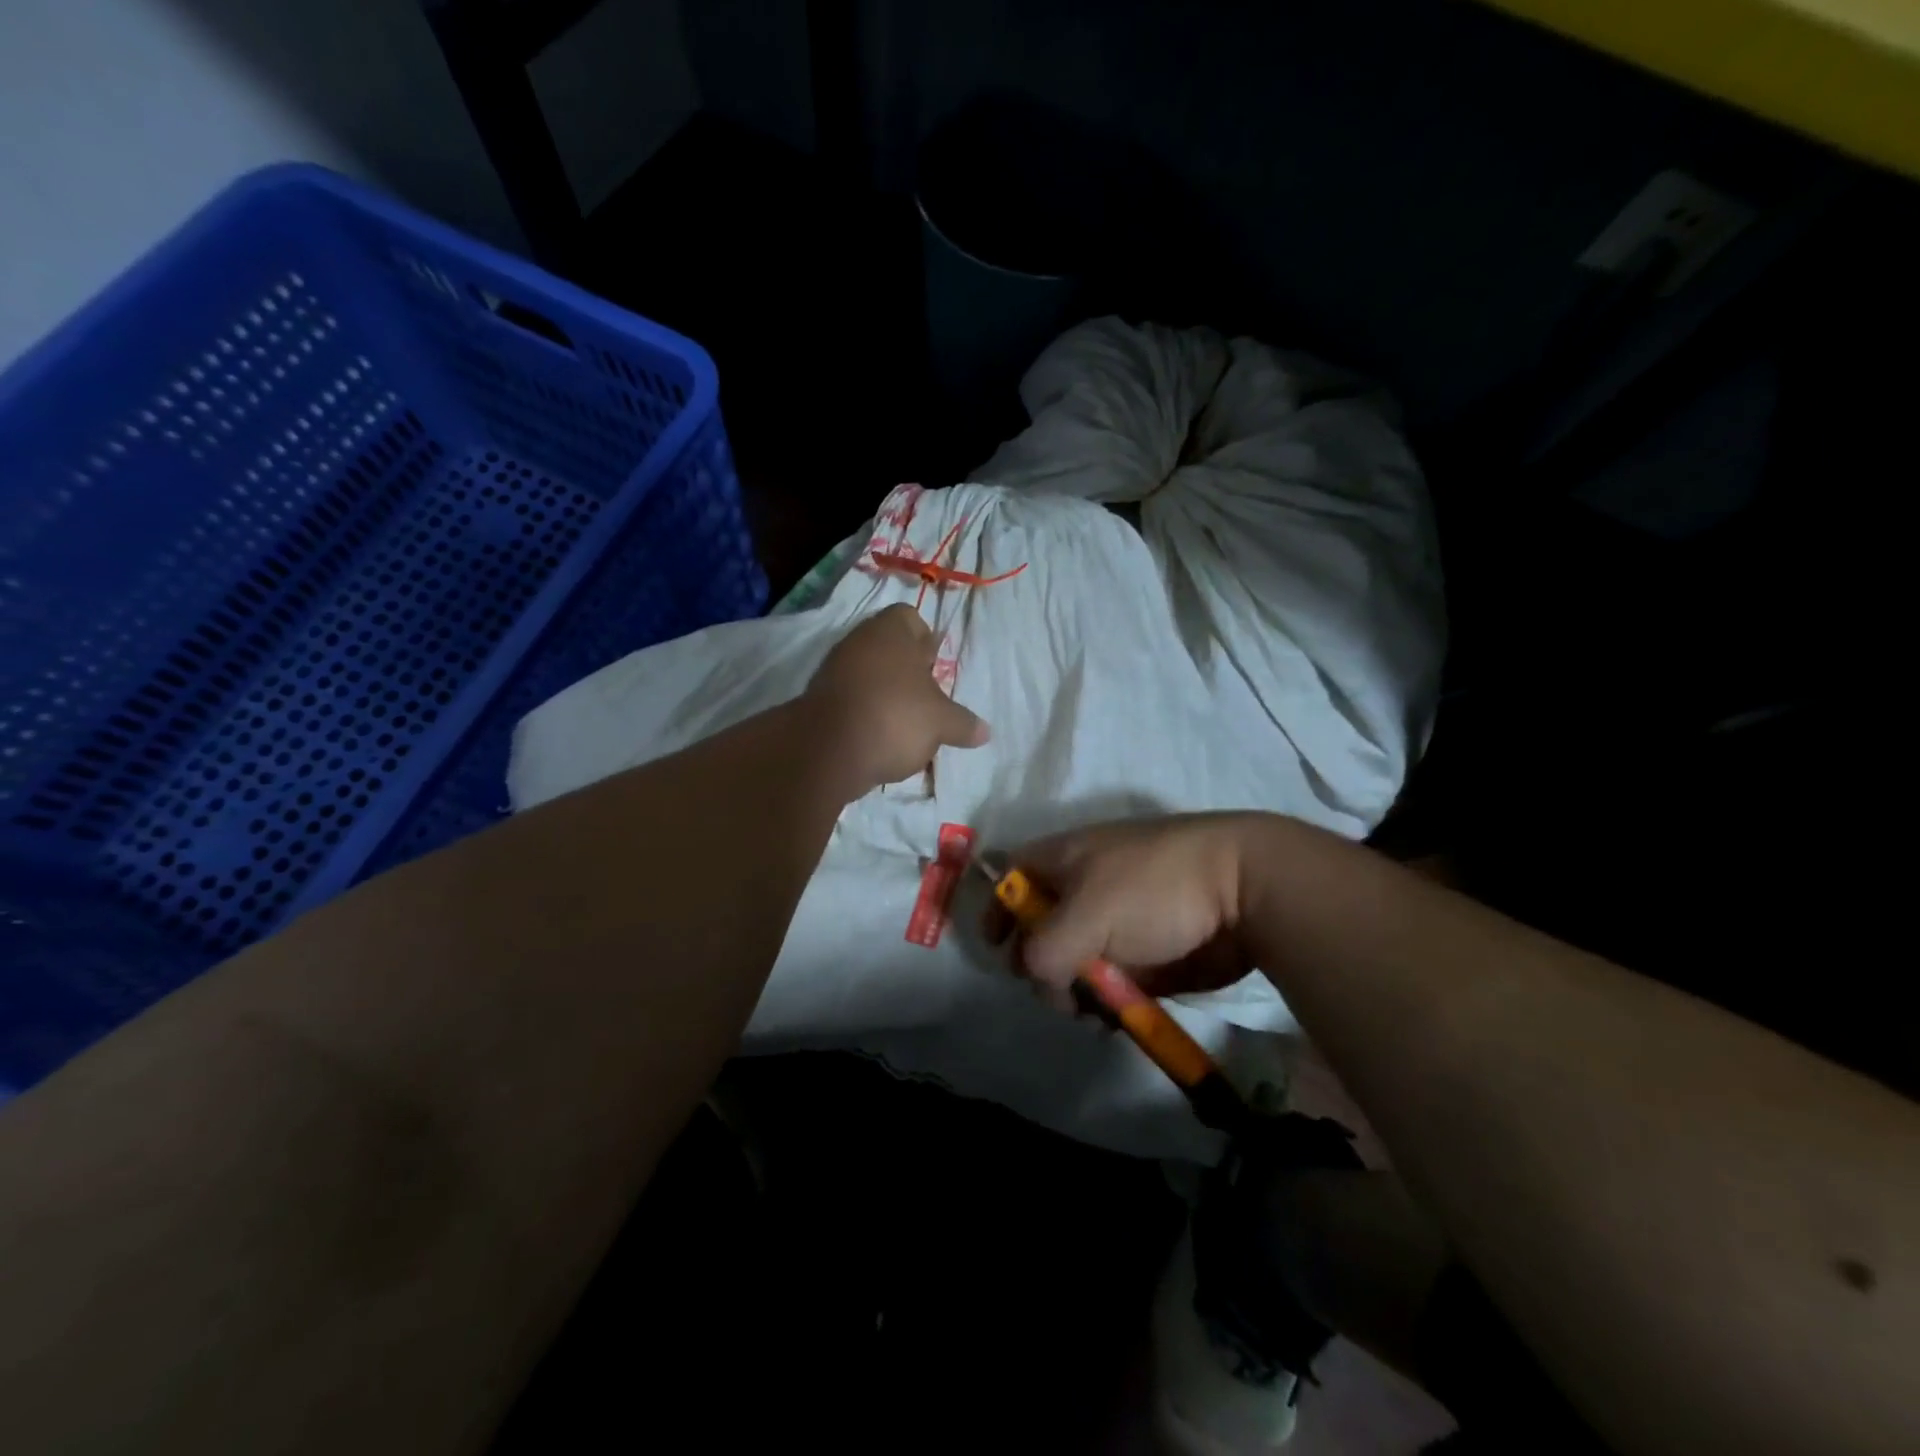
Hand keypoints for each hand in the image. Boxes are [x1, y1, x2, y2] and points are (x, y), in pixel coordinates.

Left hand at [805, 604, 988, 792]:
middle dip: (906, 670)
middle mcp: (859, 641)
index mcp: (891, 631)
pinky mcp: (819, 700)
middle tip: (925, 697)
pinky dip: (865, 713)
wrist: (828, 749)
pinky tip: (879, 737)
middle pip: (887, 647)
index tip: (934, 666)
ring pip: (867, 674)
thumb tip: (985, 732)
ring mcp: (834, 670)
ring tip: (905, 723)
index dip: (925, 639)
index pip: (909, 618)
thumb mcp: (941, 722)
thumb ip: (963, 724)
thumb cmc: (896, 716)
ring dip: (885, 693)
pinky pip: (851, 699)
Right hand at [1004, 814, 1261, 999]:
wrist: (1243, 890)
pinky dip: (1108, 1000)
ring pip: (1074, 963)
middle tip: (1059, 992)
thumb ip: (1042, 951)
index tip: (996, 947)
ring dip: (1075, 991)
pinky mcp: (1146, 952)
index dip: (998, 907)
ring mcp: (1117, 921)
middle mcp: (1083, 888)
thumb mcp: (1084, 915)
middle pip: (1038, 930)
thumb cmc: (1153, 888)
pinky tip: (1119, 1016)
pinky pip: (1111, 981)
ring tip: (1094, 1011)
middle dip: (1039, 966)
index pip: (1011, 876)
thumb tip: (1036, 976)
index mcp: (1063, 858)